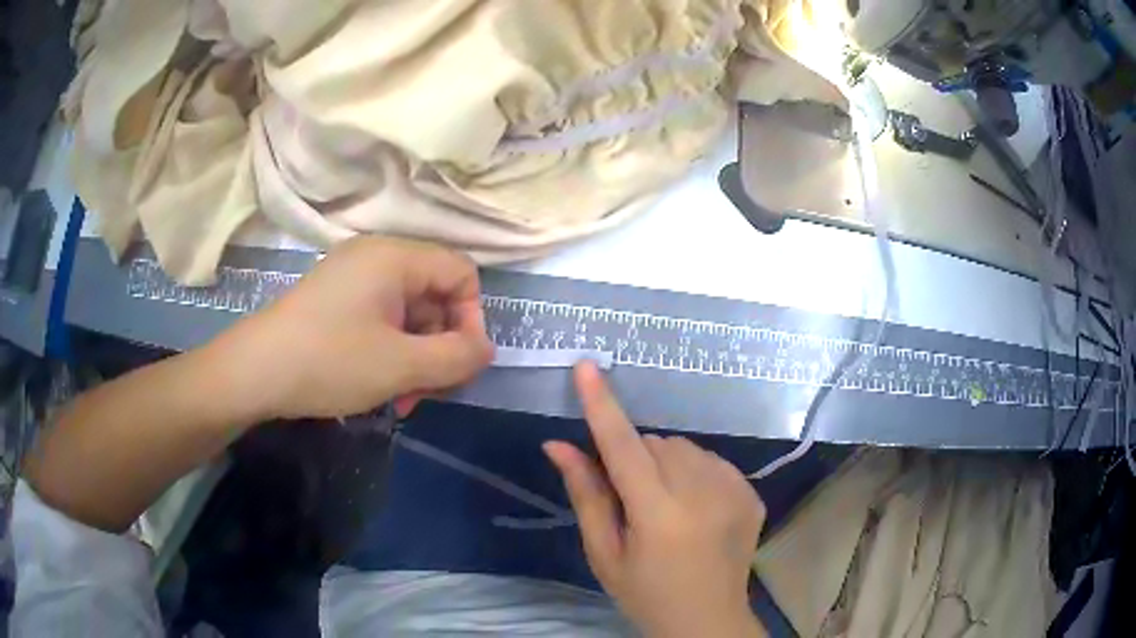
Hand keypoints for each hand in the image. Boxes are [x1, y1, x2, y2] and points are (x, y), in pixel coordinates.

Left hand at [213, 236, 493, 420]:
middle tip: (427, 393)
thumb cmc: (329, 361)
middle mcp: (376, 257)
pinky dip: (391, 354)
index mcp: (395, 257)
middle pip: (435, 296)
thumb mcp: (401, 366)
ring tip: (400, 400)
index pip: (461, 273)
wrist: (253, 372)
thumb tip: (485, 350)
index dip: (471, 319)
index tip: (459, 364)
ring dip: (416, 359)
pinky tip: (380, 388)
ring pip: (409, 315)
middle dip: (440, 348)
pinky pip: (382, 321)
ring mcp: (352, 279)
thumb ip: (456, 357)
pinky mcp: (336, 301)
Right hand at [544, 363, 766, 637]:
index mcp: (658, 515)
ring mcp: (734, 490)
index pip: (623, 447)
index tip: (587, 366)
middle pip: (656, 443)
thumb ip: (586, 495)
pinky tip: (694, 507)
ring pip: (684, 447)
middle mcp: (702, 494)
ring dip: (666, 463)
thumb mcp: (604, 554)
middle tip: (633, 500)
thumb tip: (558, 445)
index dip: (602, 405)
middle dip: (635, 459)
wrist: (708, 620)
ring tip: (666, 505)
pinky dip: (695, 472)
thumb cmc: (645, 594)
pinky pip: (711, 459)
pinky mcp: (752, 492)